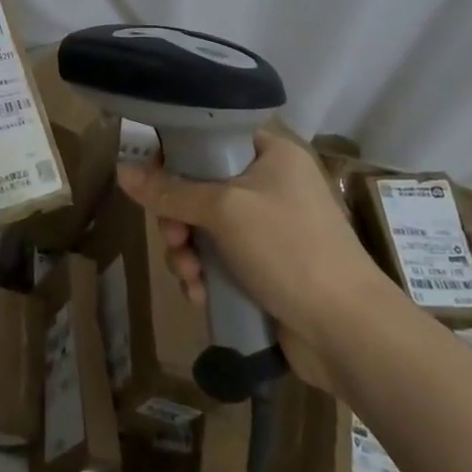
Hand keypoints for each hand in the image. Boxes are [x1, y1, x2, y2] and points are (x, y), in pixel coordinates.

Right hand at [114, 129, 400, 389]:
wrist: (349, 333)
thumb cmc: (289, 250)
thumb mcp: (225, 211)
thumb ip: (171, 191)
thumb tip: (122, 170)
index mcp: (271, 155)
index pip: (211, 138)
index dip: (177, 155)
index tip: (152, 178)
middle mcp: (270, 186)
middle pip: (201, 187)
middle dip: (178, 217)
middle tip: (173, 237)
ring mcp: (268, 231)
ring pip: (204, 228)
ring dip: (186, 251)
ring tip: (188, 275)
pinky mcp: (264, 270)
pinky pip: (218, 261)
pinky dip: (204, 275)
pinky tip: (200, 295)